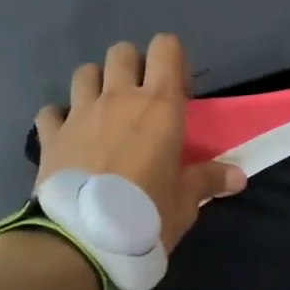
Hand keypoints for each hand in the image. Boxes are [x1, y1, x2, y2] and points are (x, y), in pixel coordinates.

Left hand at [34, 35, 245, 251]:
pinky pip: (51, 112)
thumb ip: (208, 181)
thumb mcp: (185, 202)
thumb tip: (238, 176)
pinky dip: (59, 118)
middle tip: (140, 98)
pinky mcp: (50, 135)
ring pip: (84, 72)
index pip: (165, 49)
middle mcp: (118, 97)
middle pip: (122, 52)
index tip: (178, 90)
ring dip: (95, 84)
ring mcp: (79, 113)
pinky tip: (67, 136)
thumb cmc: (145, 215)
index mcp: (159, 106)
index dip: (172, 60)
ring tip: (103, 112)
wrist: (83, 240)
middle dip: (132, 65)